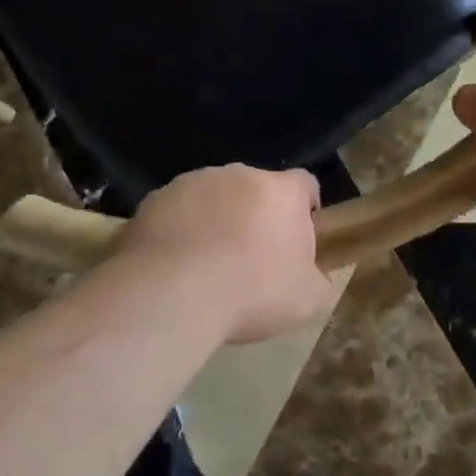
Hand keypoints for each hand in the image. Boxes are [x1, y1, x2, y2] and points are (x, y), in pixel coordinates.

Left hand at [121, 165, 337, 343]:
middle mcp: (238, 174)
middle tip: (251, 259)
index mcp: (280, 191)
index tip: (297, 238)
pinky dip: (181, 228)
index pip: (304, 184)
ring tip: (207, 264)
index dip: (305, 208)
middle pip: (256, 189)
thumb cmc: (251, 293)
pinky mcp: (156, 198)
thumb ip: (320, 280)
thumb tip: (314, 277)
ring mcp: (193, 182)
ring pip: (214, 196)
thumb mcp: (308, 301)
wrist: (172, 294)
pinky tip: (175, 264)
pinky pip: (177, 210)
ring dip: (216, 219)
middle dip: (257, 215)